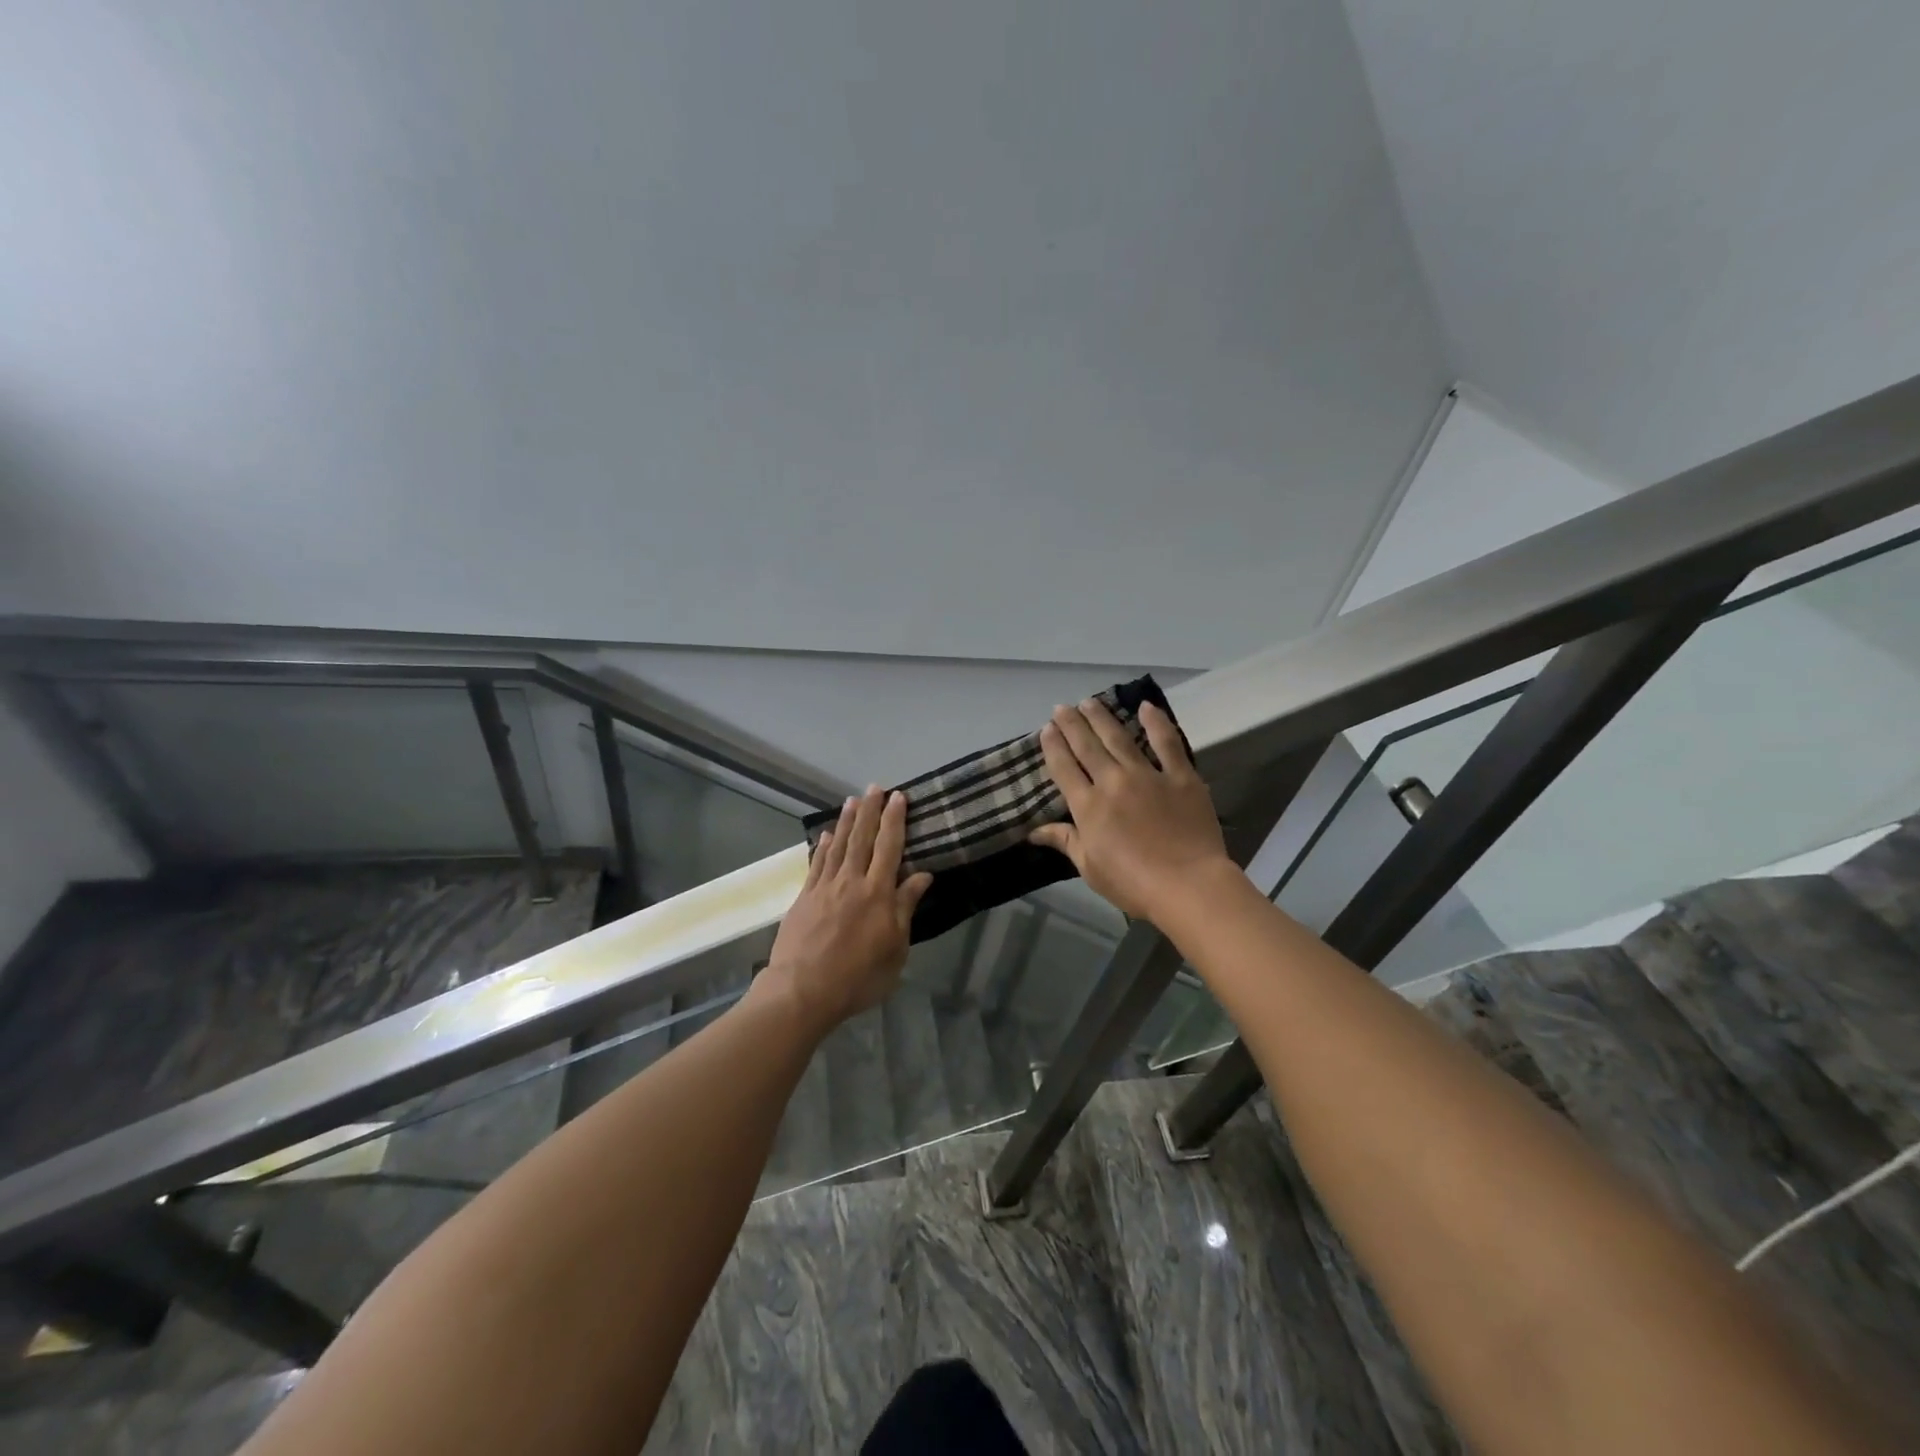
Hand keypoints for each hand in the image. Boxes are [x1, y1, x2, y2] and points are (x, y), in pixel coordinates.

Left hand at [757, 787, 932, 1037]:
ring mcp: (825, 888)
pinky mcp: (804, 898)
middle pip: (863, 839)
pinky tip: (827, 834)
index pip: (890, 847)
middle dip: (871, 811)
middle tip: (875, 786)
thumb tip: (922, 875)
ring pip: (839, 846)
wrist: (803, 991)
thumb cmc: (858, 977)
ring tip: (853, 800)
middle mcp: (851, 882)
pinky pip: (817, 864)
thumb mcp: (895, 949)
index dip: (895, 820)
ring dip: (848, 821)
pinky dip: (824, 846)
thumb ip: (906, 908)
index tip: (900, 797)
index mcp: (878, 893)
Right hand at [1027, 699, 1230, 922]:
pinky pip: (1167, 743)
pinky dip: (1156, 722)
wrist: (1187, 885)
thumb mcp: (1090, 867)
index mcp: (1088, 806)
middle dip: (1072, 724)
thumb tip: (1033, 831)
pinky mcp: (1181, 776)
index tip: (1047, 729)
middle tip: (1062, 707)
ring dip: (1102, 717)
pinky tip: (1146, 706)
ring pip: (1119, 738)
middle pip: (1087, 746)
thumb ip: (1064, 841)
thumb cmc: (1132, 883)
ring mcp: (1148, 775)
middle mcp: (1113, 782)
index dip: (1053, 746)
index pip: (1064, 768)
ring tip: (1089, 701)